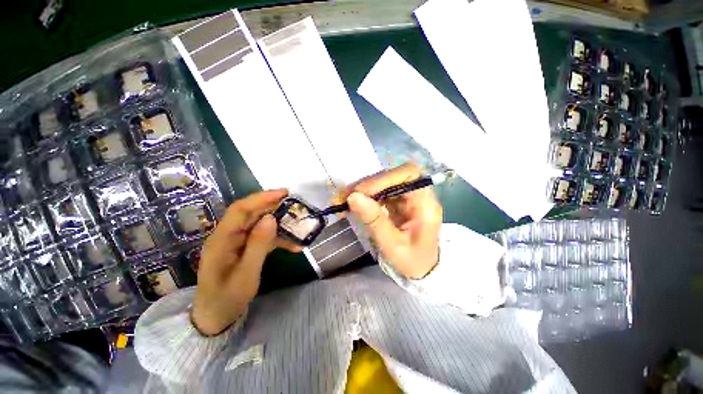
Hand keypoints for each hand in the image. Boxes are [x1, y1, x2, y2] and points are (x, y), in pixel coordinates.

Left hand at [191, 189, 298, 334]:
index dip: (261, 198)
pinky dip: (277, 238)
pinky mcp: (244, 248)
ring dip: (278, 223)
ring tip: (297, 225)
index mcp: (222, 239)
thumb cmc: (227, 298)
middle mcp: (228, 235)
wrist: (216, 317)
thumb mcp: (246, 274)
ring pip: (259, 224)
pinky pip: (262, 237)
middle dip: (273, 207)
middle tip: (294, 205)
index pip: (240, 209)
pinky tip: (292, 245)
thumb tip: (271, 218)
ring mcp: (236, 242)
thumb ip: (258, 245)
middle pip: (251, 213)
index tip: (283, 193)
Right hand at [346, 164, 441, 278]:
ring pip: (382, 183)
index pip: (408, 175)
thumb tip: (353, 197)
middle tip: (344, 196)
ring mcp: (406, 197)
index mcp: (425, 203)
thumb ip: (375, 221)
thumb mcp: (393, 245)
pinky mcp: (396, 201)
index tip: (361, 191)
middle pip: (392, 176)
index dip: (384, 178)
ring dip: (361, 189)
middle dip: (367, 185)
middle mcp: (417, 194)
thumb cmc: (412, 261)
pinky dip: (363, 196)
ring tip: (342, 200)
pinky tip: (351, 203)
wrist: (420, 270)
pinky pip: (378, 192)